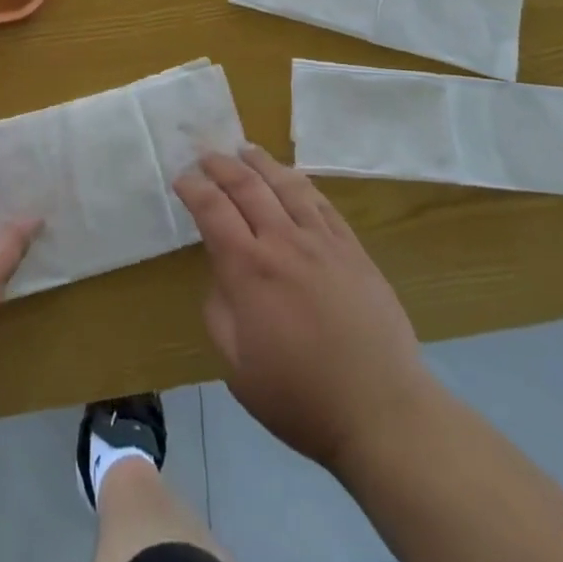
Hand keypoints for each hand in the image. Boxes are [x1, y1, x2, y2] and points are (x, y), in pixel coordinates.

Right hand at [175, 146, 431, 475]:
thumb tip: (221, 276)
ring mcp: (322, 242)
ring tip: (246, 150)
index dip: (193, 188)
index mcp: (249, 270)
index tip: (181, 178)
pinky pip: (323, 204)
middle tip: (206, 154)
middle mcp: (283, 242)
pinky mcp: (353, 250)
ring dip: (261, 162)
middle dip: (221, 165)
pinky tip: (293, 178)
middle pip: (247, 186)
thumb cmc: (300, 397)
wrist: (381, 411)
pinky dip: (301, 184)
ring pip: (287, 185)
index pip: (213, 210)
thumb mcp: (237, 368)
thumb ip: (219, 312)